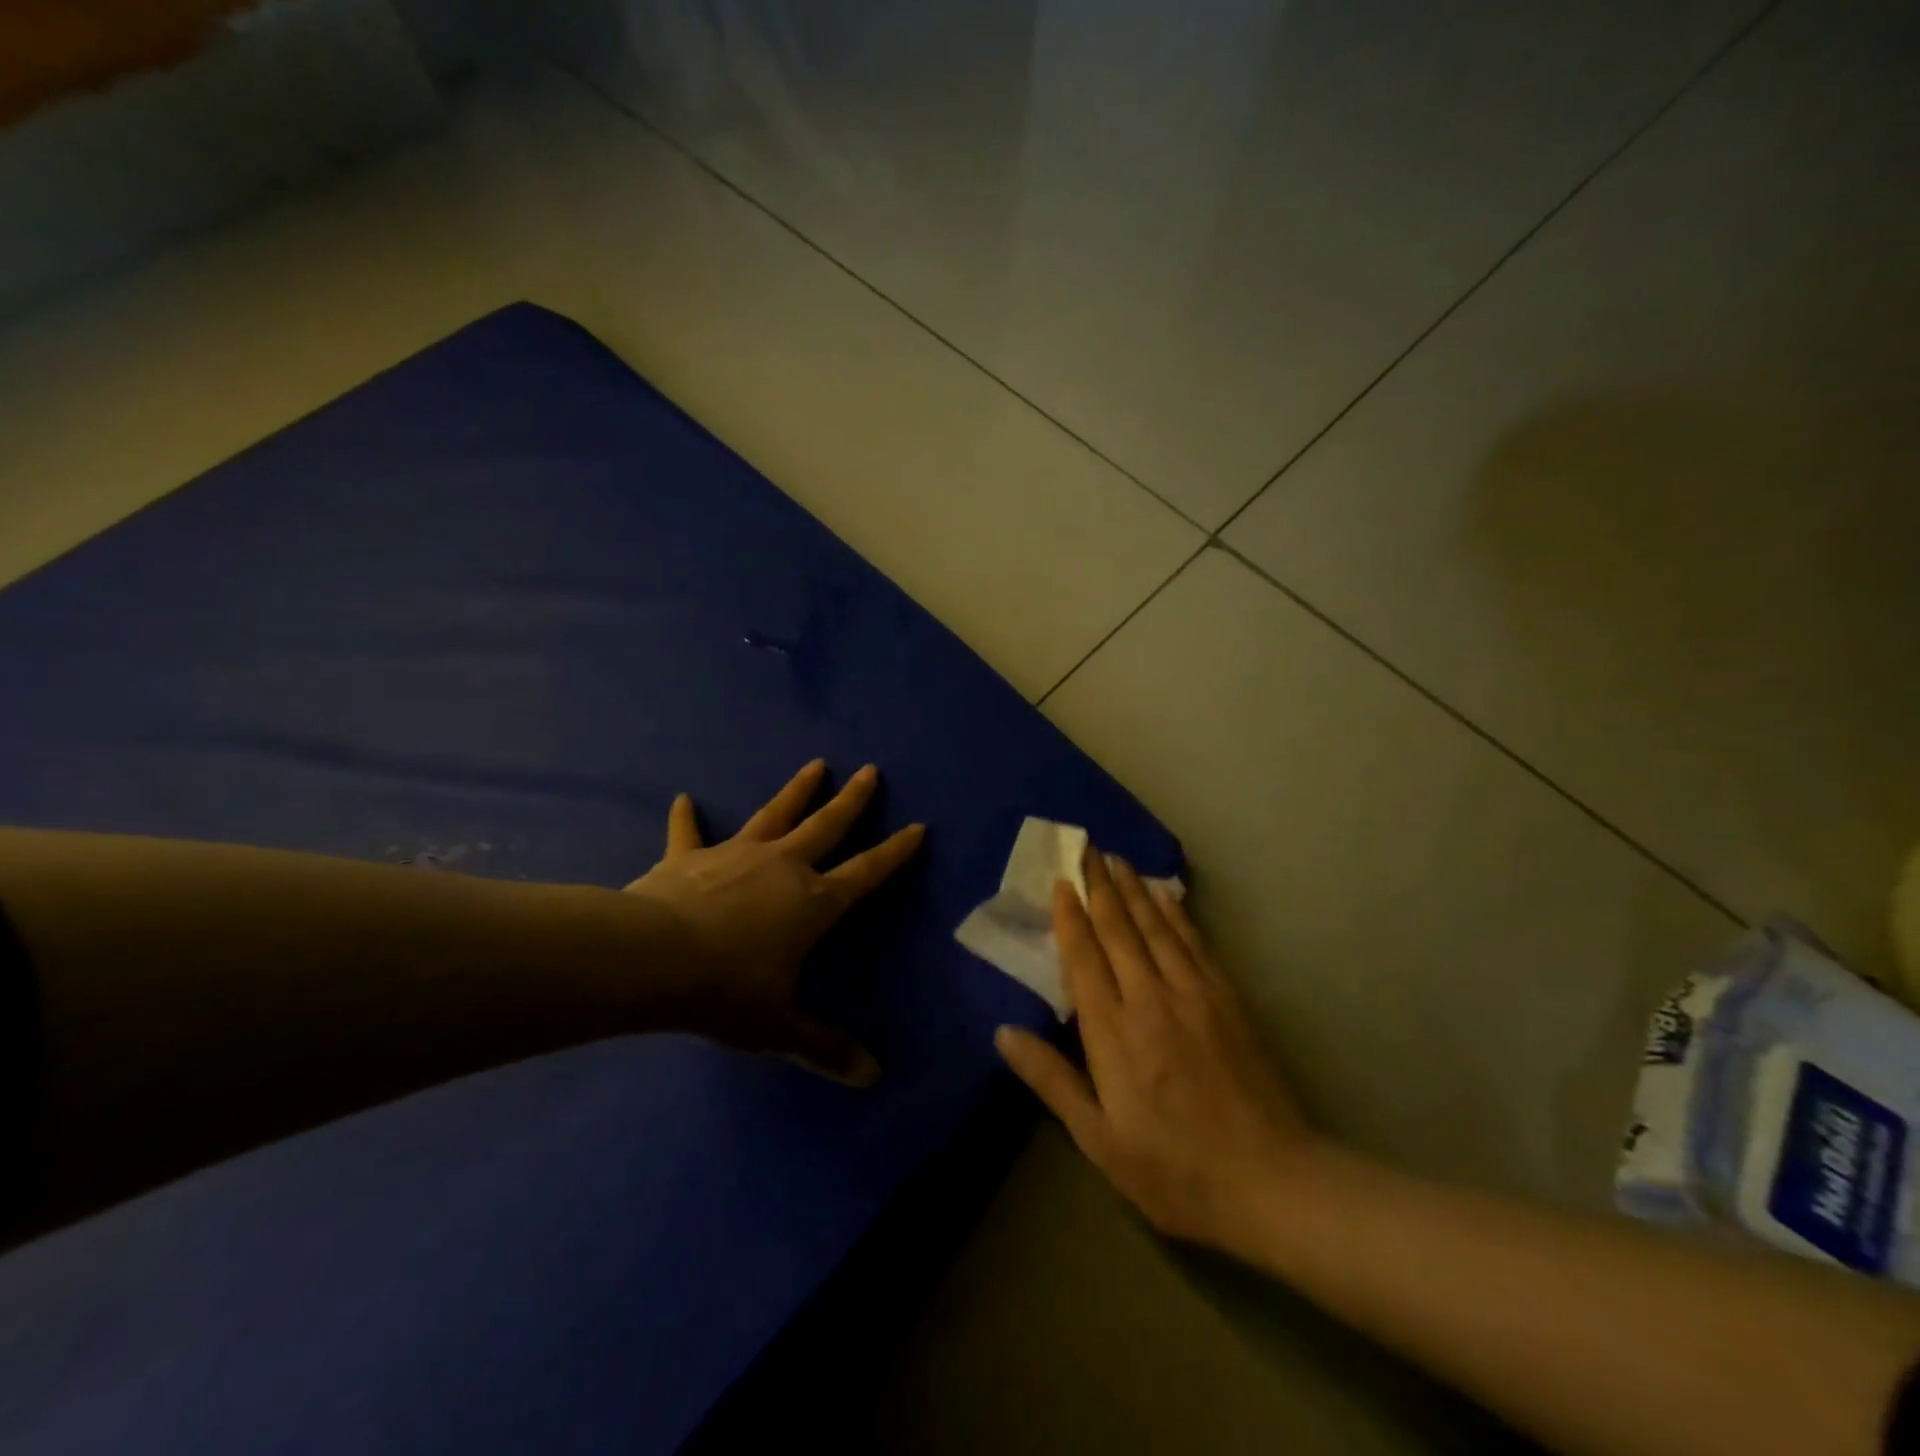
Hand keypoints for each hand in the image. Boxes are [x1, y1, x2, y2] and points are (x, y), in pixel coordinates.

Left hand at [624, 759, 923, 1085]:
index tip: (917, 827)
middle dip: (852, 800)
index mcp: (813, 902)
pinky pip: (689, 833)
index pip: (867, 873)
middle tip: (869, 770)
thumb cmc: (727, 991)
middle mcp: (783, 867)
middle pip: (827, 826)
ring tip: (815, 765)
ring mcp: (736, 854)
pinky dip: (687, 818)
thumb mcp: (779, 1028)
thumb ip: (825, 1048)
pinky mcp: (690, 856)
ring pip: (775, 814)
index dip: (895, 852)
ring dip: (796, 790)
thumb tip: (873, 1078)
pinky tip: (683, 798)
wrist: (654, 961)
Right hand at [995, 850, 1320, 1256]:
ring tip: (1118, 860)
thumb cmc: (1173, 1168)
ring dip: (1134, 890)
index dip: (1071, 917)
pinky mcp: (1227, 999)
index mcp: (1112, 1032)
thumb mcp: (1098, 1139)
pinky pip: (1195, 943)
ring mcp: (1193, 994)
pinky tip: (1167, 896)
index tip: (1062, 881)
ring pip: (1156, 928)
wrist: (1270, 1182)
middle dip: (1100, 886)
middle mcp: (1149, 998)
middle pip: (1119, 930)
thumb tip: (1003, 1032)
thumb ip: (1051, 1080)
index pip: (1084, 958)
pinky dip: (1177, 915)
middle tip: (1088, 848)